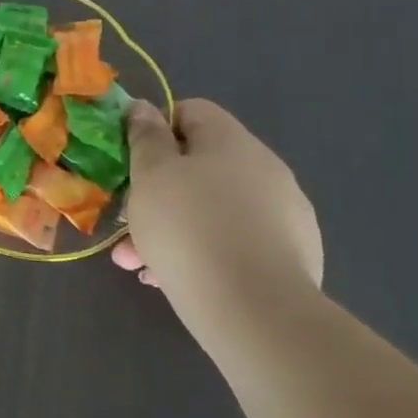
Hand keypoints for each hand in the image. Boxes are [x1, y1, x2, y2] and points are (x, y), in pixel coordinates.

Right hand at [112, 100, 322, 341]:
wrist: (254, 309)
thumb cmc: (187, 226)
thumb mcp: (149, 174)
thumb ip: (145, 136)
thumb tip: (144, 108)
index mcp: (232, 141)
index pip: (190, 111)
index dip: (155, 129)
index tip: (130, 161)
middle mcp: (265, 169)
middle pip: (199, 166)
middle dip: (156, 191)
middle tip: (125, 222)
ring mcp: (284, 214)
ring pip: (212, 208)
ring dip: (171, 227)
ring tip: (138, 262)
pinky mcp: (291, 256)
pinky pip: (234, 241)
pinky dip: (202, 251)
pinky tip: (173, 279)